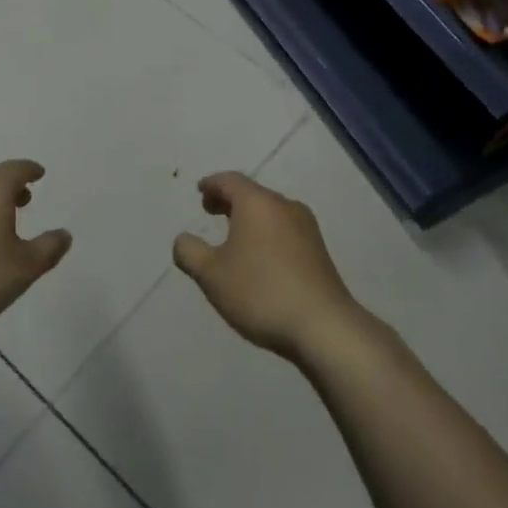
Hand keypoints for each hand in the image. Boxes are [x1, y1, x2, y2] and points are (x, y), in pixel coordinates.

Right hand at [173, 172, 361, 361]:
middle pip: (252, 193)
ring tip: (233, 235)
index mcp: (257, 203)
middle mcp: (284, 205)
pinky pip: (284, 229)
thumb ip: (190, 252)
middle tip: (211, 210)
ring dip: (249, 217)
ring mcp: (306, 227)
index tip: (200, 191)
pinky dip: (266, 232)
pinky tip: (260, 256)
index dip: (212, 184)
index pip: (230, 181)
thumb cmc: (260, 292)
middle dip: (229, 200)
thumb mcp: (212, 275)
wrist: (323, 326)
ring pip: (270, 211)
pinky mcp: (318, 249)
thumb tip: (183, 239)